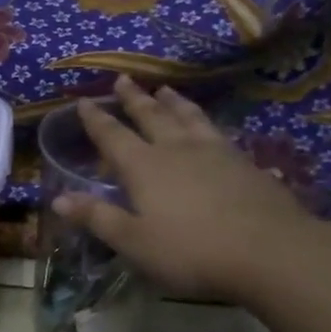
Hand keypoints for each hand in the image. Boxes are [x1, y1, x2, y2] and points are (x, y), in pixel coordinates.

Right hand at [52, 75, 317, 303]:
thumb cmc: (191, 251)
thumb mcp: (134, 242)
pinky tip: (210, 126)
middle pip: (150, 116)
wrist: (272, 252)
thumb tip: (58, 199)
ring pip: (188, 117)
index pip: (112, 136)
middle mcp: (176, 150)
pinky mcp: (245, 162)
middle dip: (133, 99)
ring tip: (165, 89)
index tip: (83, 101)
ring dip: (173, 102)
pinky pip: (217, 131)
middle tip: (123, 79)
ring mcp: (215, 152)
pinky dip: (205, 121)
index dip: (95, 119)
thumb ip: (98, 217)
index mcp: (144, 167)